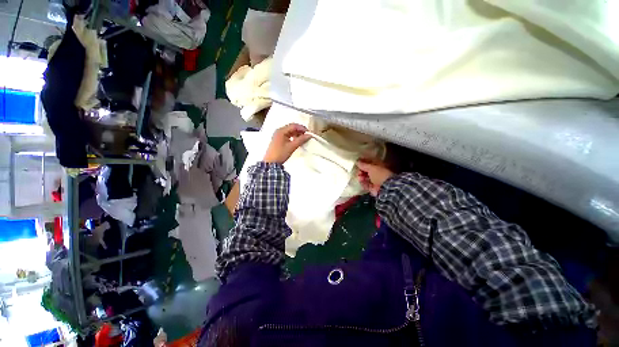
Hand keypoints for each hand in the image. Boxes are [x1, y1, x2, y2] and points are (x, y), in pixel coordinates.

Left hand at [263, 123, 311, 163]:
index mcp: (281, 131)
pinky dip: (293, 137)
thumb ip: (301, 140)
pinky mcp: (279, 139)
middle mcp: (279, 131)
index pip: (294, 126)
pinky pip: (288, 135)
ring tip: (303, 139)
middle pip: (292, 127)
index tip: (309, 133)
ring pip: (290, 131)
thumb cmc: (281, 154)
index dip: (302, 128)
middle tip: (307, 136)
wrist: (271, 162)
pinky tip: (297, 141)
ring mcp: (278, 135)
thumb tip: (309, 135)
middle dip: (300, 131)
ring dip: (297, 134)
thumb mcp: (292, 147)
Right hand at [356, 159, 393, 196]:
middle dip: (361, 170)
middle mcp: (377, 172)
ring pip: (366, 177)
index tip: (357, 162)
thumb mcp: (370, 167)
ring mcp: (375, 180)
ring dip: (361, 176)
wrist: (385, 187)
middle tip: (357, 171)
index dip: (363, 162)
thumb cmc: (379, 174)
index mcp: (379, 165)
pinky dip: (363, 183)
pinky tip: (361, 181)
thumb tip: (357, 161)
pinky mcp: (373, 187)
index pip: (370, 162)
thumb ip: (363, 164)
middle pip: (367, 170)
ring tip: (359, 177)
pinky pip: (366, 184)